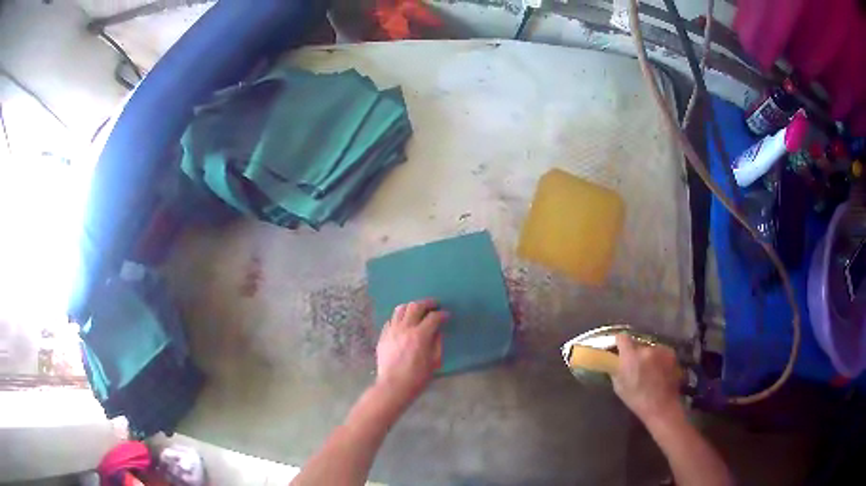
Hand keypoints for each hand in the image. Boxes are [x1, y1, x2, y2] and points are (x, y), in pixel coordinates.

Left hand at [375, 299, 446, 404]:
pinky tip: (404, 323)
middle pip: (415, 306)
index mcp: (420, 335)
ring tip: (417, 310)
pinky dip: (399, 318)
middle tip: (434, 305)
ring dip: (411, 307)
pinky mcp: (383, 336)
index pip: (433, 317)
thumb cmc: (417, 377)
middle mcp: (404, 328)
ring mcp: (391, 331)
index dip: (442, 314)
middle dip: (427, 303)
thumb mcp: (434, 361)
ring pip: (400, 309)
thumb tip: (437, 331)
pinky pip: (391, 320)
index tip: (446, 315)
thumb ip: (437, 343)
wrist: (393, 386)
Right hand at [612, 334, 682, 423]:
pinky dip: (659, 358)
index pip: (622, 337)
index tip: (618, 349)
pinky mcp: (671, 352)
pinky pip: (661, 351)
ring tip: (650, 369)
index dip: (619, 342)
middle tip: (635, 364)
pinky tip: (660, 370)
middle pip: (637, 343)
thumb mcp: (619, 387)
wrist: (662, 406)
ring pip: (650, 347)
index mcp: (630, 357)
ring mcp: (660, 349)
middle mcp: (646, 349)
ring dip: (648, 355)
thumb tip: (614, 361)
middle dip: (635, 352)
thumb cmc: (637, 400)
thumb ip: (616, 369)